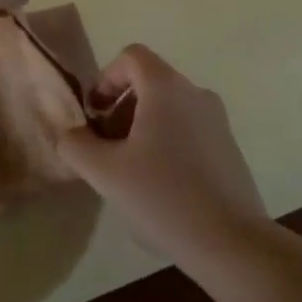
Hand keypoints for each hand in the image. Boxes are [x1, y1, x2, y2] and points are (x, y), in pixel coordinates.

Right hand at [59, 46, 265, 261]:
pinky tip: (160, 187)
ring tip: (130, 170)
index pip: (131, 56)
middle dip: (121, 108)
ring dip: (142, 127)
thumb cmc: (164, 197)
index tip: (94, 114)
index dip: (106, 78)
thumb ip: (76, 145)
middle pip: (149, 82)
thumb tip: (69, 134)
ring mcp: (217, 121)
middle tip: (105, 146)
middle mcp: (195, 93)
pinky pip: (189, 129)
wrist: (232, 244)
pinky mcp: (230, 148)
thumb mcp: (105, 173)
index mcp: (166, 87)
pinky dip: (167, 143)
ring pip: (169, 108)